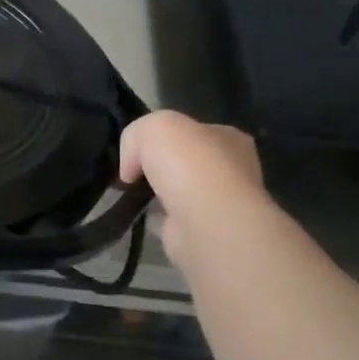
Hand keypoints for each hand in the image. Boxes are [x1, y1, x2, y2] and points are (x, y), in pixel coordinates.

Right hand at [118, 111, 267, 275]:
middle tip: (129, 171)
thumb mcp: (152, 126)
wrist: (206, 223)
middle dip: (158, 167)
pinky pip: (171, 219)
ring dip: (155, 194)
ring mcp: (219, 205)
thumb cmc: (189, 164)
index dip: (163, 137)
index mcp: (229, 139)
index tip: (136, 148)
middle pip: (185, 162)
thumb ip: (135, 136)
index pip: (193, 131)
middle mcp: (232, 171)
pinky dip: (153, 218)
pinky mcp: (203, 233)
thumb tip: (130, 167)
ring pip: (178, 192)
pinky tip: (136, 215)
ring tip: (126, 193)